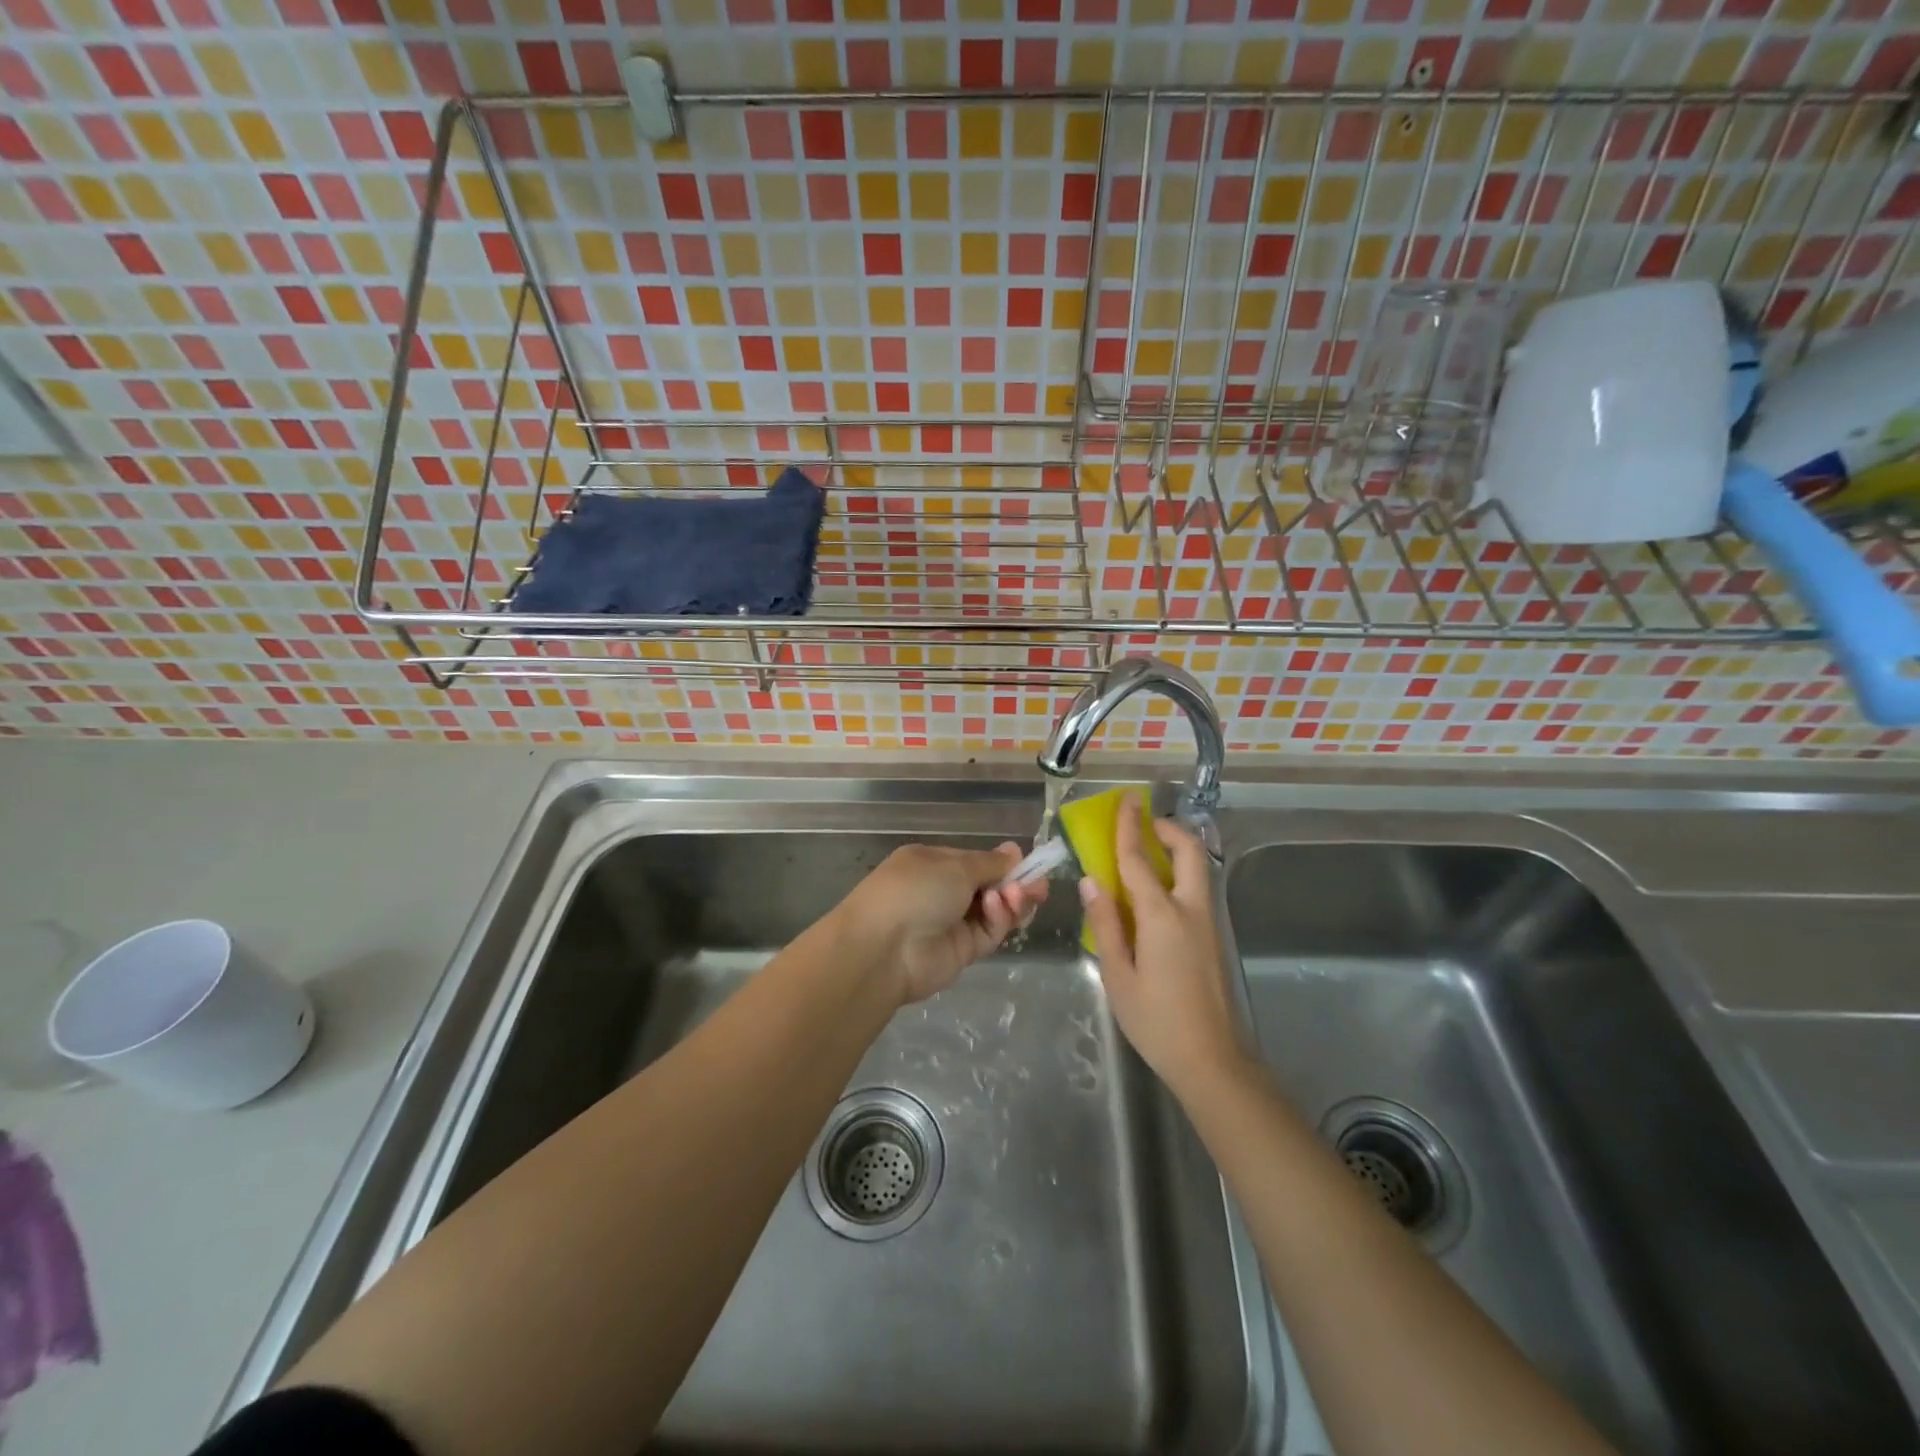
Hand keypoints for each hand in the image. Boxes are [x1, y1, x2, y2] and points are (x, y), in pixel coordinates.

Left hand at [840, 843, 1047, 1004]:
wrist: (883, 949)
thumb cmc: (914, 890)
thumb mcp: (954, 865)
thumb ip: (989, 863)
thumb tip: (1013, 849)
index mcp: (932, 863)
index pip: (976, 861)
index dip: (1002, 863)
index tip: (1029, 863)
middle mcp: (942, 891)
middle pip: (989, 886)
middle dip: (1015, 884)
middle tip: (1039, 885)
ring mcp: (951, 922)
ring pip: (993, 911)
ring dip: (1011, 901)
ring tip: (1021, 895)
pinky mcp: (962, 951)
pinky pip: (988, 932)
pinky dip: (999, 919)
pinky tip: (1000, 907)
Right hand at [1079, 794, 1245, 1096]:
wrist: (1212, 1060)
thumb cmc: (1157, 1021)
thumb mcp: (1118, 975)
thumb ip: (1106, 923)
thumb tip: (1092, 881)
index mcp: (1162, 915)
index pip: (1139, 859)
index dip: (1129, 827)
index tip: (1126, 800)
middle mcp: (1190, 910)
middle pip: (1188, 852)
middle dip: (1168, 830)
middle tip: (1144, 824)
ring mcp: (1208, 923)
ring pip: (1197, 870)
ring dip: (1175, 851)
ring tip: (1145, 854)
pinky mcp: (1214, 938)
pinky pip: (1196, 890)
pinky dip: (1178, 875)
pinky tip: (1155, 896)